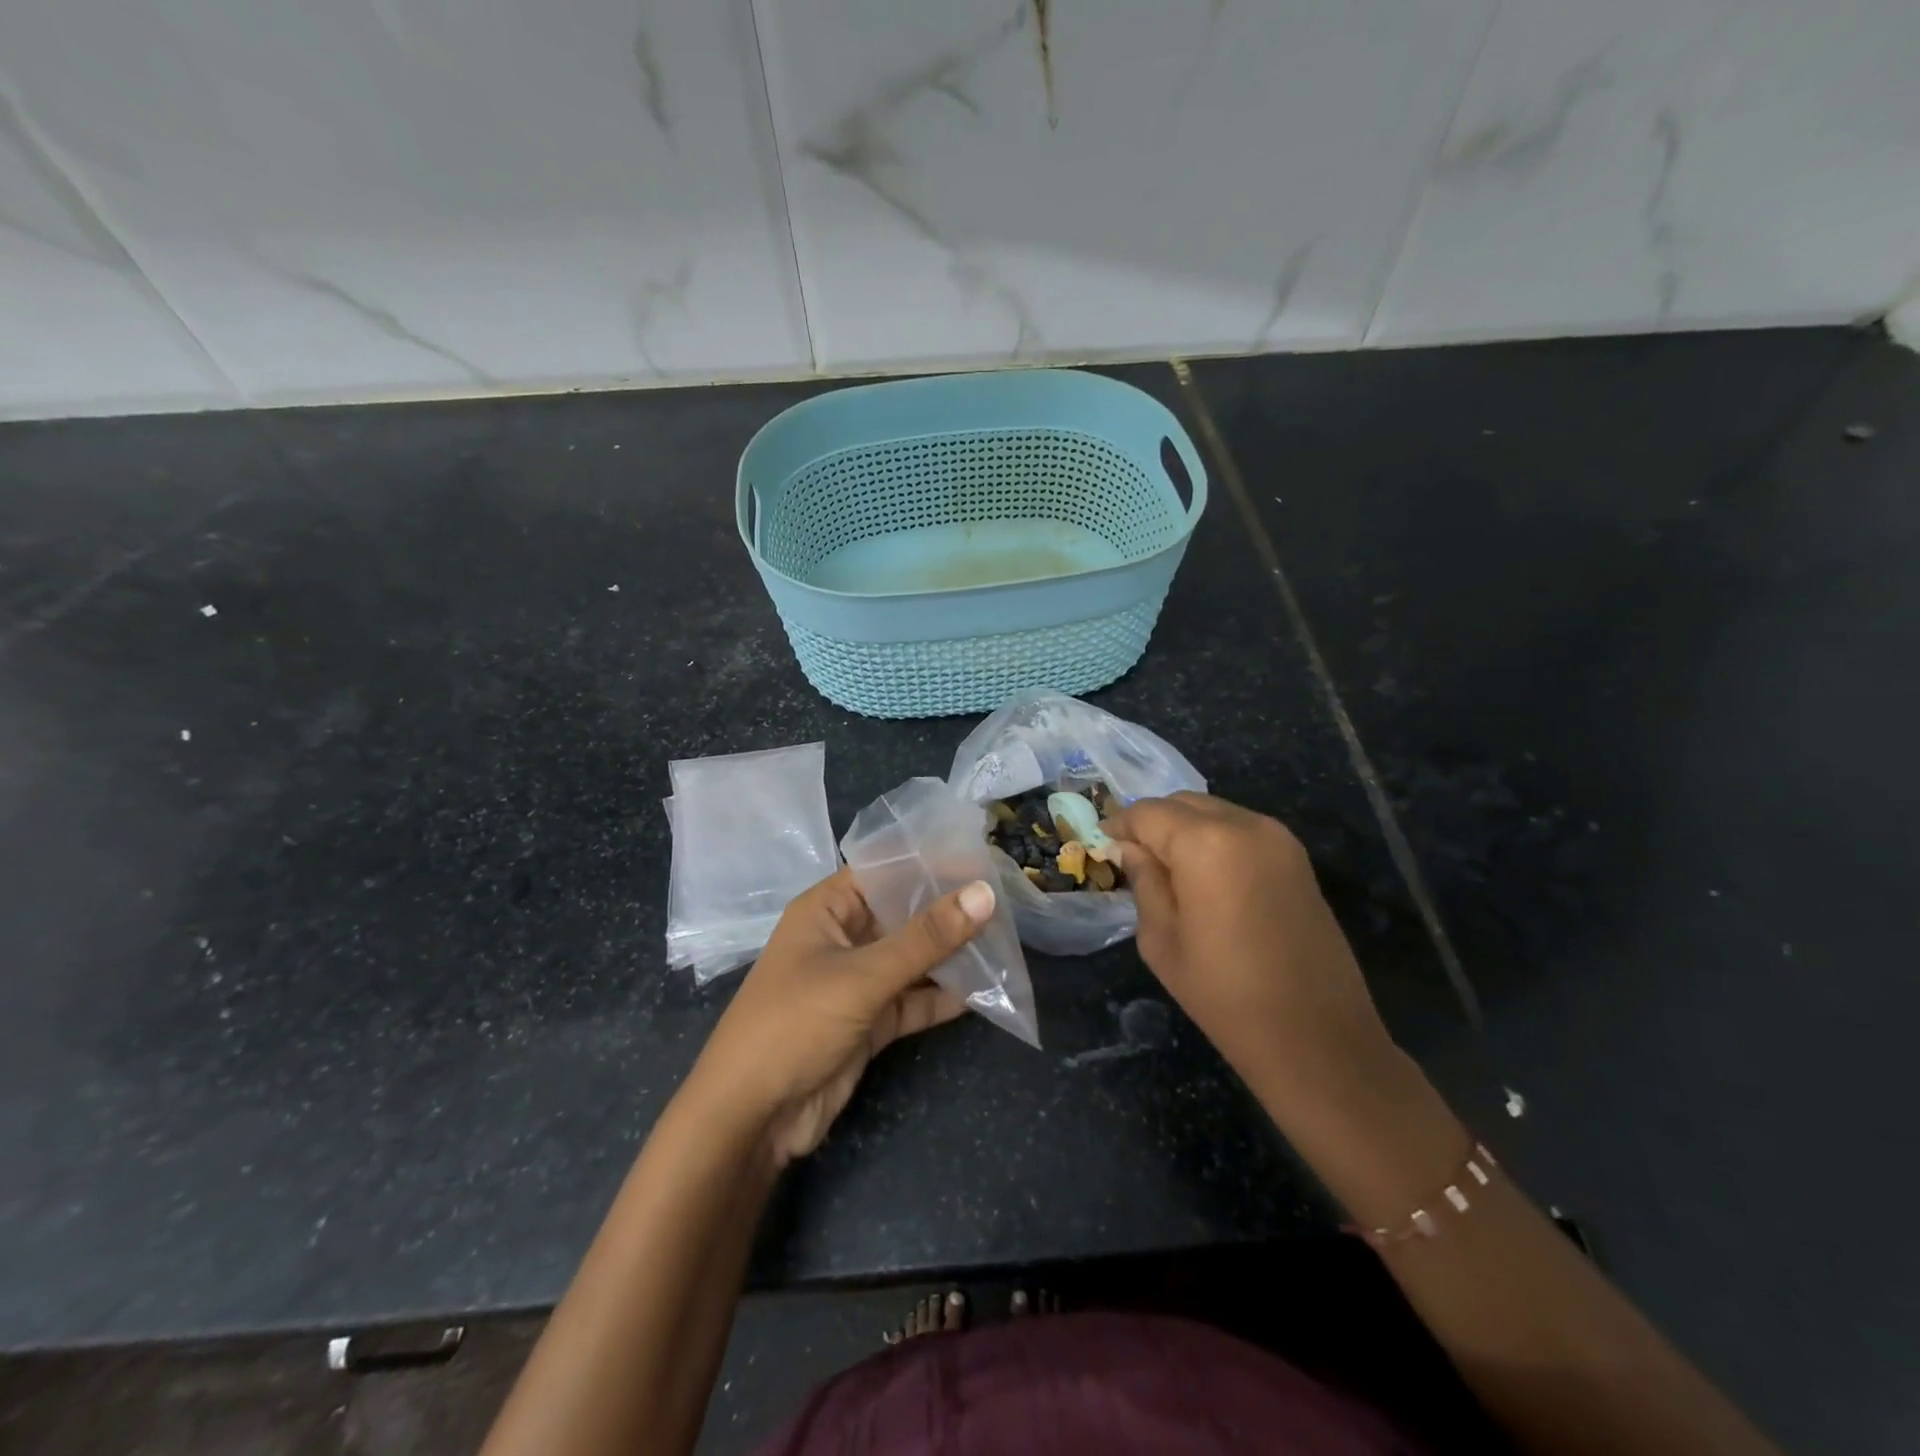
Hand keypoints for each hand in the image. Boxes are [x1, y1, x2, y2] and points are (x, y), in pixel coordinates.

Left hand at [681, 868, 993, 1168]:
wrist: (751, 1118)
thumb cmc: (795, 1023)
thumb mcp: (863, 975)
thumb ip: (926, 937)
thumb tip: (985, 893)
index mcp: (827, 909)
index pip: (885, 871)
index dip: (929, 863)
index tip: (983, 860)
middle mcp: (842, 938)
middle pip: (903, 915)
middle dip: (948, 911)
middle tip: (1006, 901)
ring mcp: (856, 981)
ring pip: (912, 959)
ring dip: (951, 955)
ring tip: (1005, 942)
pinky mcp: (869, 1021)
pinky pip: (913, 999)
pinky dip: (943, 997)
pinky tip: (985, 990)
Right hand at [1104, 792, 1395, 1117]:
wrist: (1317, 1038)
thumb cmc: (1224, 994)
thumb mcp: (1162, 939)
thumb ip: (1144, 881)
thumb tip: (1129, 849)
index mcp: (1206, 843)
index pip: (1148, 813)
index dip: (1119, 825)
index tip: (1102, 845)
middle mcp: (1245, 825)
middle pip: (1183, 803)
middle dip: (1152, 823)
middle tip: (1131, 857)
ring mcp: (1279, 839)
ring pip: (1214, 812)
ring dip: (1184, 829)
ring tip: (1167, 868)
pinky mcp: (1298, 858)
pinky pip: (1242, 830)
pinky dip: (1215, 839)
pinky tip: (1204, 876)